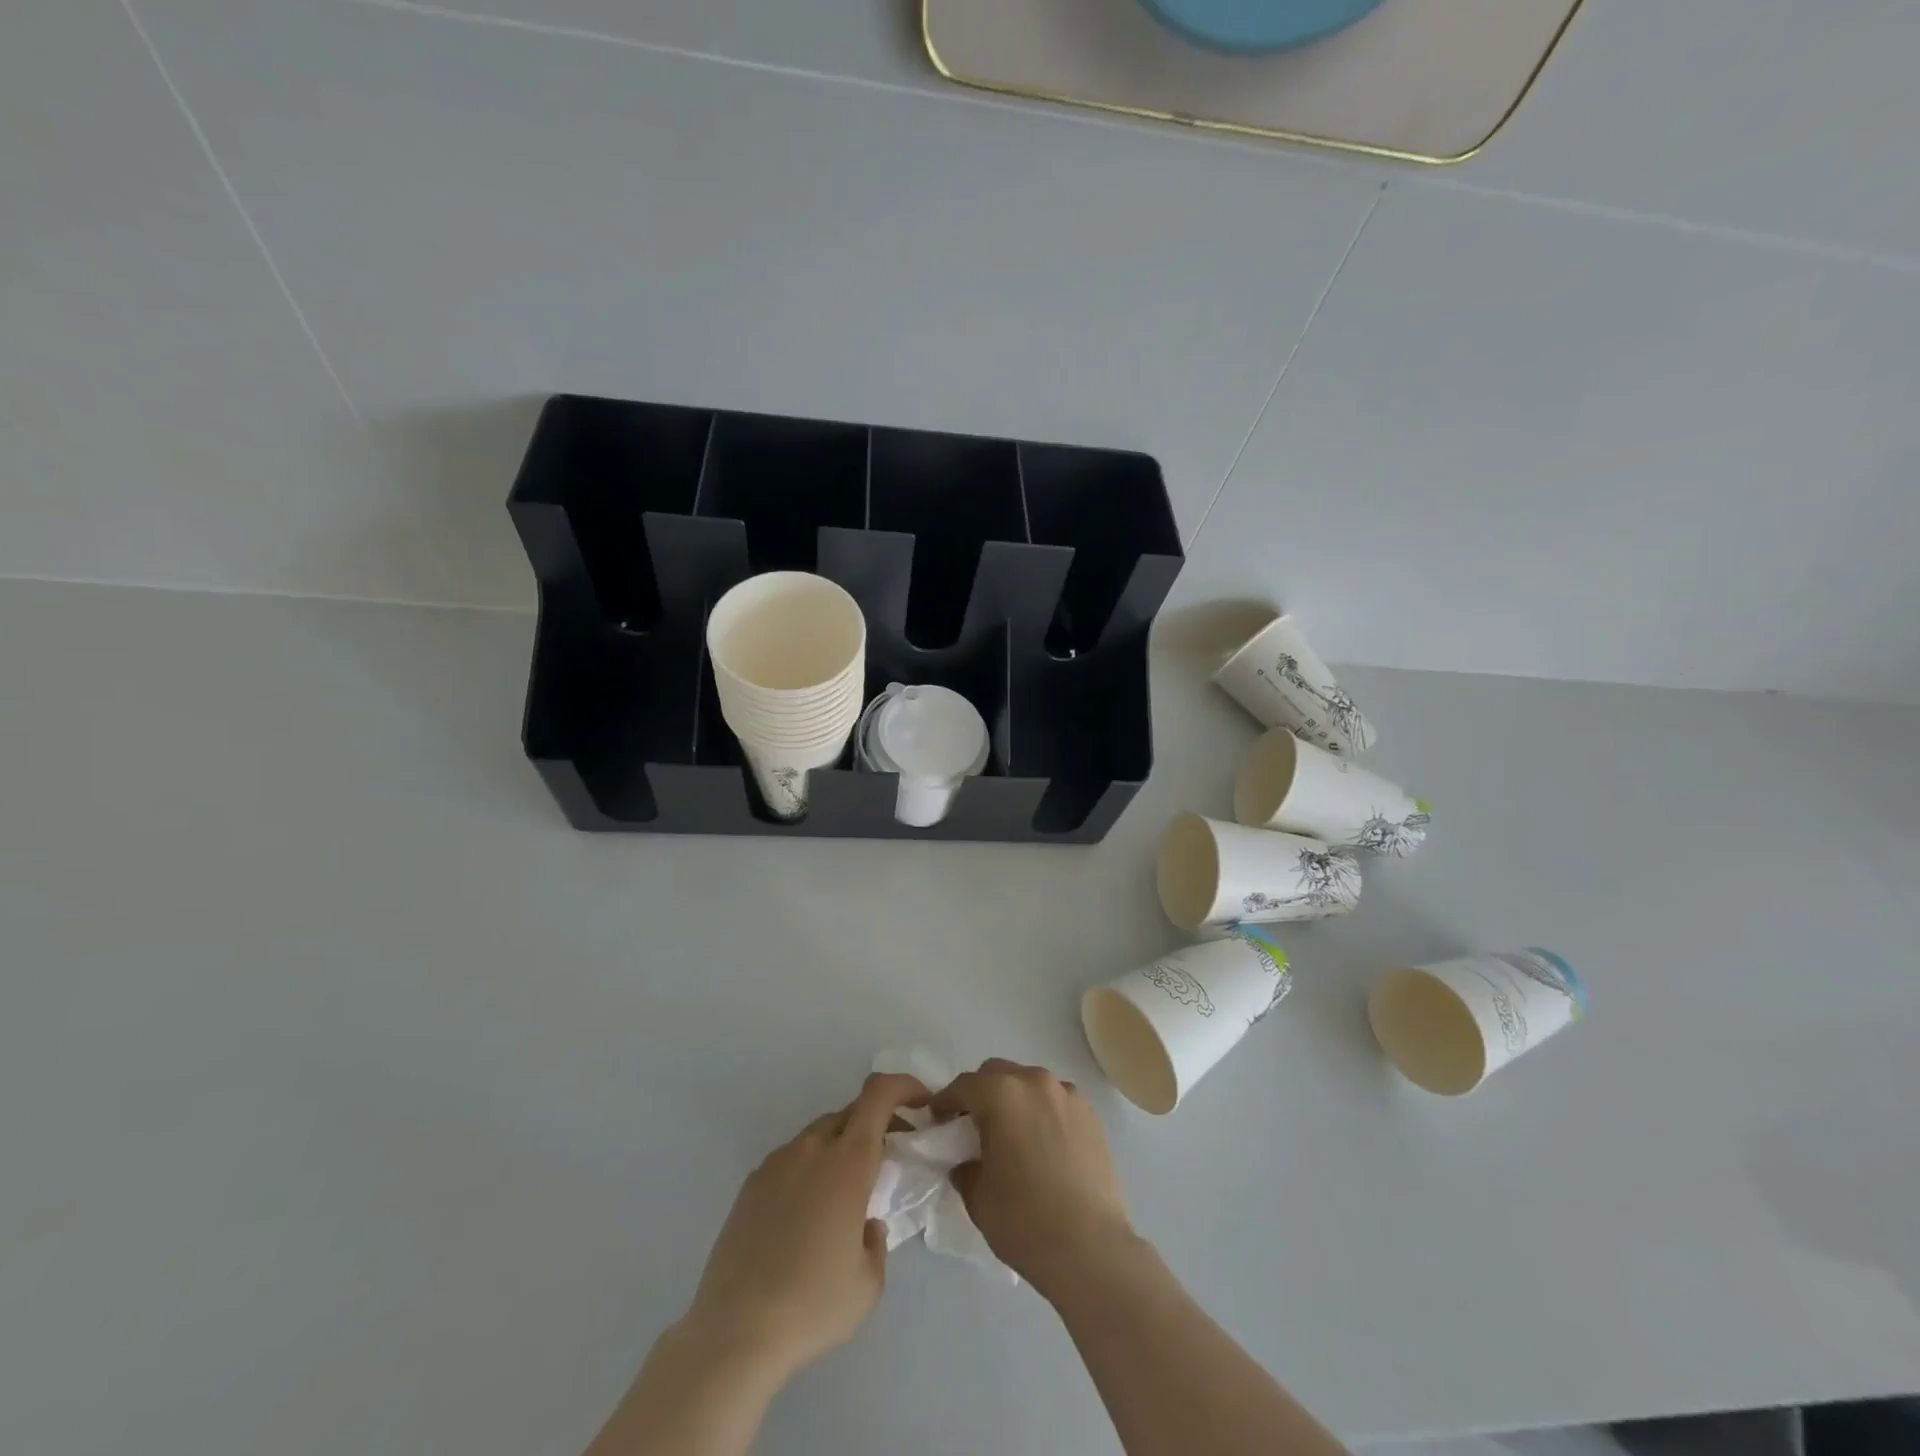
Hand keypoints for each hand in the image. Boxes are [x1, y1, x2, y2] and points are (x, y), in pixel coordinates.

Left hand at [681, 1072, 926, 1385]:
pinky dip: (810, 1169)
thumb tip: (866, 1224)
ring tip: (846, 1191)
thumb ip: (877, 1240)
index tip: (922, 1103)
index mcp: (848, 1161)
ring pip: (819, 1135)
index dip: (904, 1086)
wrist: (734, 1332)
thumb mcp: (869, 1282)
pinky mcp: (750, 1185)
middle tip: (891, 1154)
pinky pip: (791, 1159)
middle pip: (851, 1112)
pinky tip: (806, 1214)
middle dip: (877, 1122)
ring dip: (842, 1147)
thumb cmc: (813, 1305)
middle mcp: (812, 1149)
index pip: (879, 1094)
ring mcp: (776, 1163)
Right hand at [931, 1059, 1134, 1297]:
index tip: (937, 1120)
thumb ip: (965, 1167)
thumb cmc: (1025, 1220)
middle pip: (998, 1074)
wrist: (1091, 1249)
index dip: (945, 1101)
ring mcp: (1068, 1095)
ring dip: (1014, 1100)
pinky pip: (1056, 1101)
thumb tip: (967, 1162)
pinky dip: (1042, 1112)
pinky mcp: (1091, 1114)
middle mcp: (1035, 1082)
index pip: (963, 1085)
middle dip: (981, 1094)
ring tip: (1012, 1135)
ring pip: (1030, 1084)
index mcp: (1001, 1094)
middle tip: (973, 1126)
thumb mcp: (977, 1197)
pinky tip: (1042, 1145)